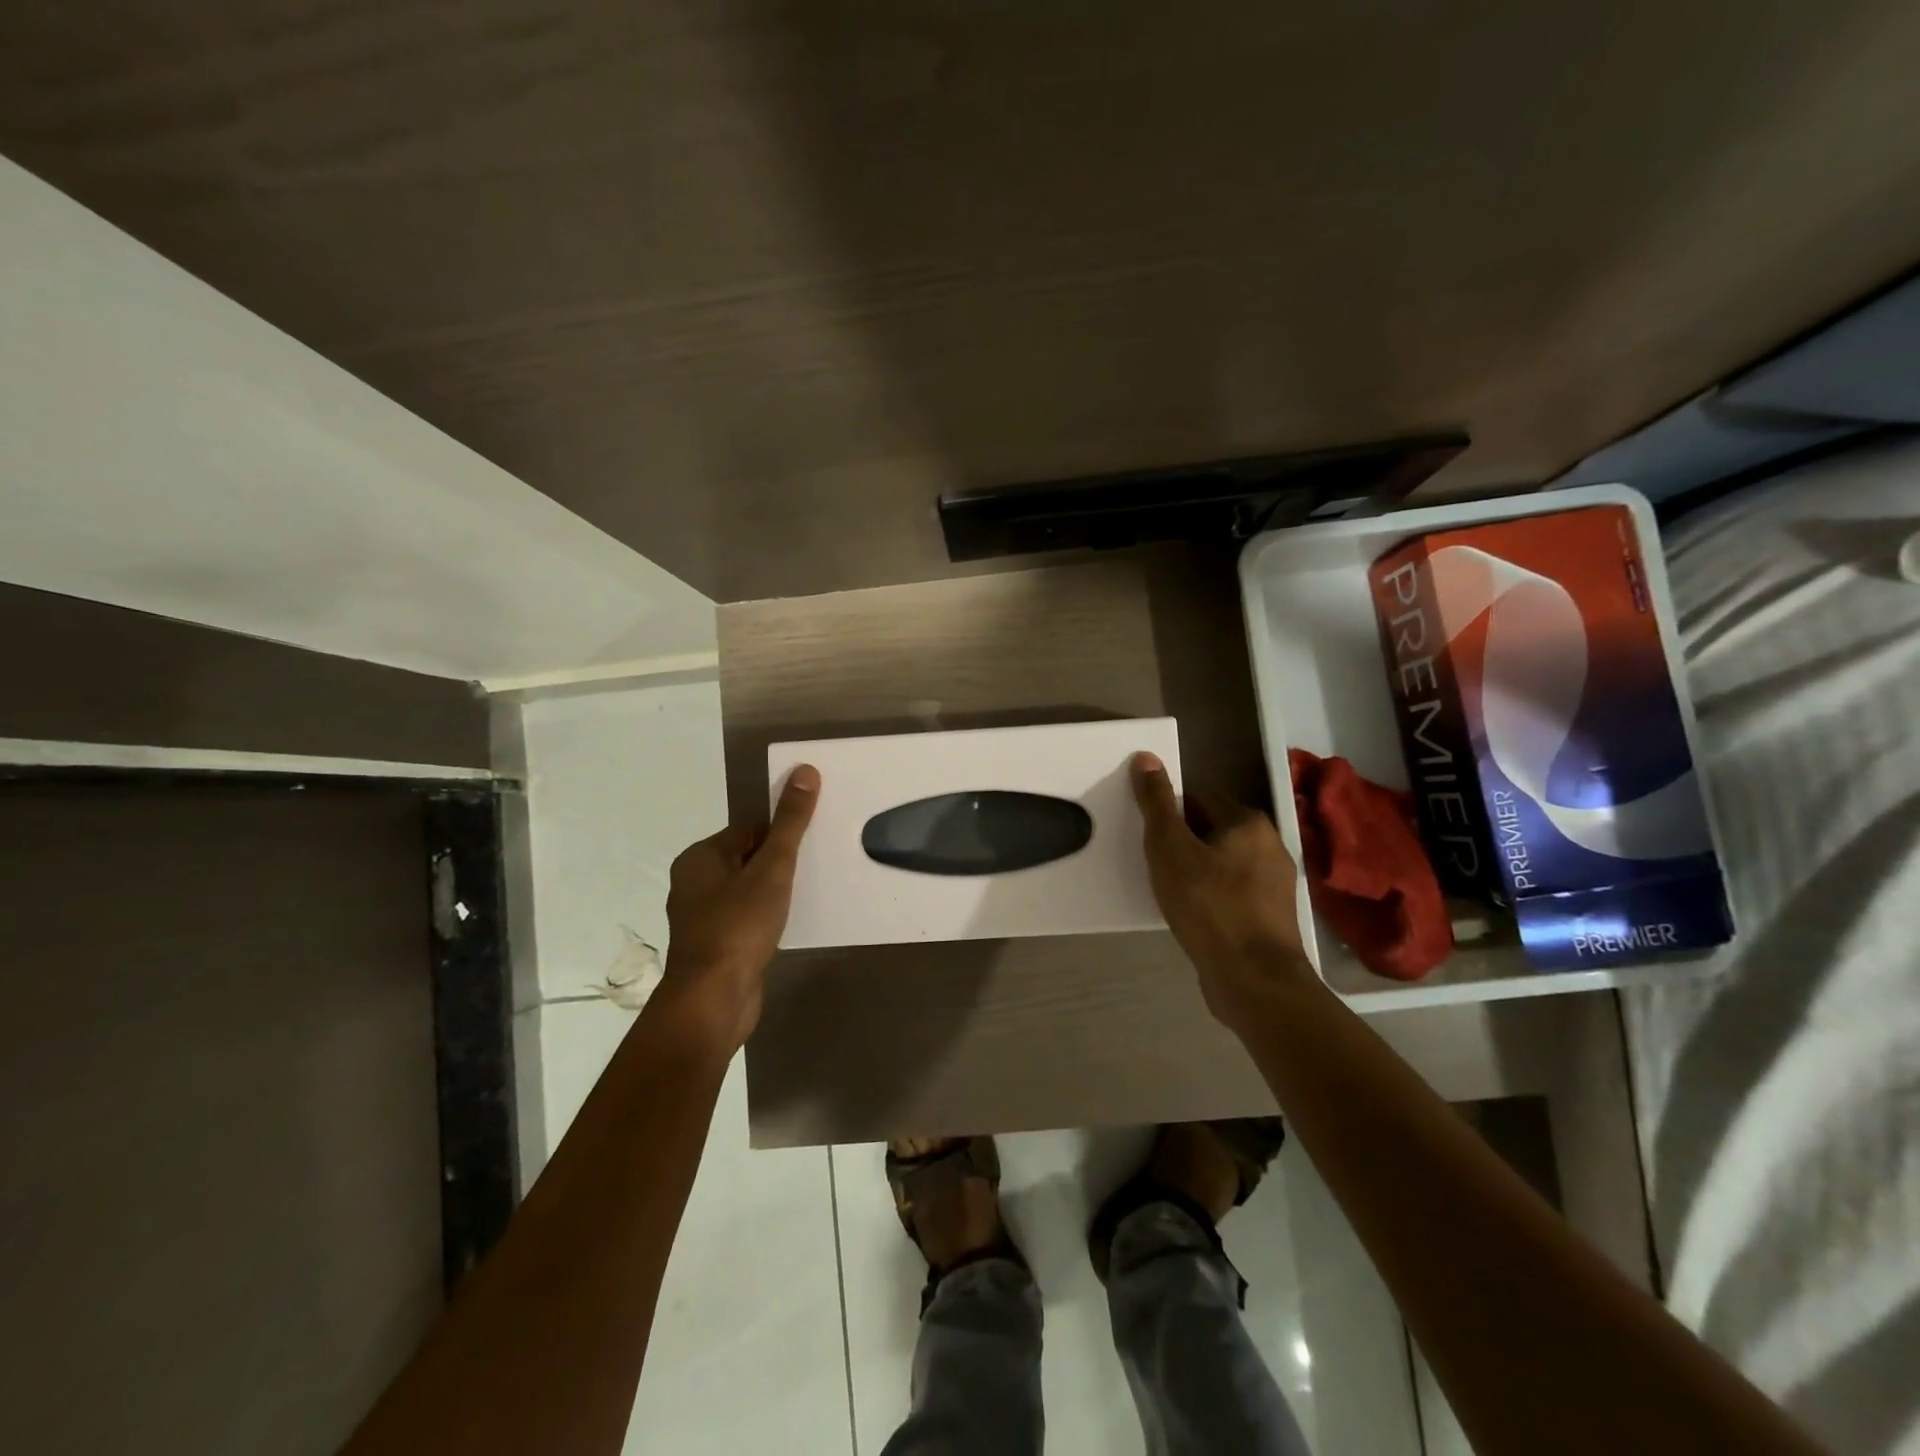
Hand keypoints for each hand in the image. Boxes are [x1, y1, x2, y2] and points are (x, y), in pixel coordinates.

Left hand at [661, 764, 819, 1049]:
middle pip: (748, 858)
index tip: (813, 839)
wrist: (714, 1000)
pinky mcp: (716, 946)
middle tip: (817, 864)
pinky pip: (746, 918)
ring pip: (748, 890)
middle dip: (780, 861)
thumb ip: (790, 822)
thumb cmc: (738, 926)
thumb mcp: (772, 868)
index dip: (781, 832)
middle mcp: (694, 883)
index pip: (748, 830)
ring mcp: (702, 918)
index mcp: (699, 858)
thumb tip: (805, 771)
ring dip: (775, 890)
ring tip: (810, 892)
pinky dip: (767, 917)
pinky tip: (790, 923)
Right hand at [1131, 752, 1315, 1031]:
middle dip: (1182, 841)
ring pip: (1223, 862)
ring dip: (1196, 870)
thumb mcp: (1170, 849)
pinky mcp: (1272, 915)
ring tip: (1168, 890)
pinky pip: (1232, 891)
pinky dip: (1210, 895)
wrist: (1254, 980)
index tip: (1147, 835)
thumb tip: (1147, 757)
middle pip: (1212, 828)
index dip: (1168, 811)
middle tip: (1153, 863)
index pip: (1198, 797)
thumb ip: (1156, 804)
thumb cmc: (1208, 906)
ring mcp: (1275, 882)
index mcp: (1248, 821)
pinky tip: (1192, 914)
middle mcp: (1269, 844)